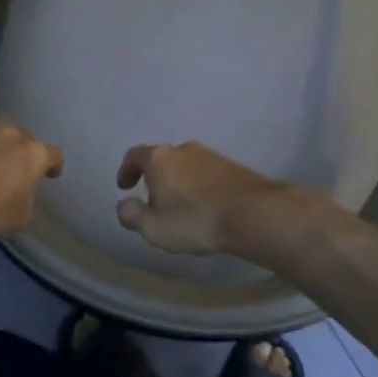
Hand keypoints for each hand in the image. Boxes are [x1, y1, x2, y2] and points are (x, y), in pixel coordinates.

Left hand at [0, 120, 63, 240]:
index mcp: (33, 155)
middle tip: (15, 170)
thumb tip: (22, 193)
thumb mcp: (19, 218)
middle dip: (23, 152)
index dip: (53, 165)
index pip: (53, 155)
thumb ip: (27, 201)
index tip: (50, 175)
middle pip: (25, 138)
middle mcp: (11, 134)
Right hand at [115, 142, 290, 256]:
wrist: (253, 213)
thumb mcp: (153, 227)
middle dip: (155, 177)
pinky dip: (200, 186)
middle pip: (162, 158)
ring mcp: (212, 155)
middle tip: (153, 200)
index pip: (134, 156)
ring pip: (186, 165)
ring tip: (181, 206)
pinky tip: (205, 206)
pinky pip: (207, 174)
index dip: (126, 170)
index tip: (125, 186)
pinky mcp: (234, 167)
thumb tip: (123, 206)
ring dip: (179, 182)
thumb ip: (132, 215)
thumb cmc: (195, 219)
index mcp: (159, 158)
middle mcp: (184, 149)